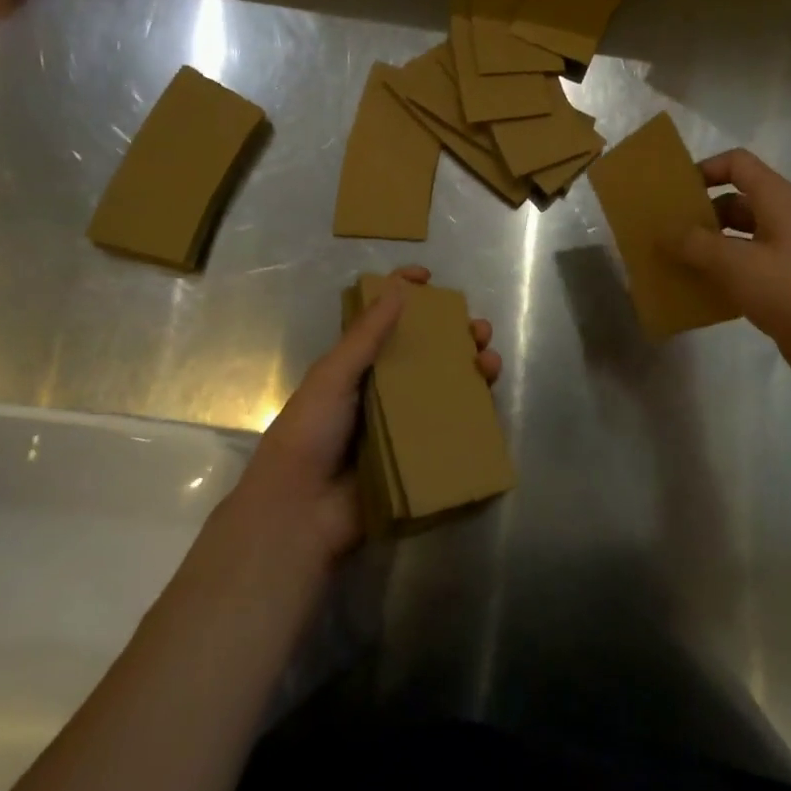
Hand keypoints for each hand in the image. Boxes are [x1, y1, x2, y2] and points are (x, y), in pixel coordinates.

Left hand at [232, 266, 501, 561]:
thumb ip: (365, 336)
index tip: (430, 278)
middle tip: (478, 330)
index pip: (383, 321)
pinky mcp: (419, 456)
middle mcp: (383, 390)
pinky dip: (473, 412)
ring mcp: (404, 424)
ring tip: (489, 362)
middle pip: (425, 353)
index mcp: (357, 367)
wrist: (302, 512)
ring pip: (445, 387)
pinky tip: (489, 401)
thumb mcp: (333, 376)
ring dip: (471, 369)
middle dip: (455, 335)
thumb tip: (398, 288)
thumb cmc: (310, 434)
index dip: (404, 294)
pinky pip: (451, 428)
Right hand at [666, 150, 790, 397]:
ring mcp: (783, 251)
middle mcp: (781, 218)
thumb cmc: (790, 292)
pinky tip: (694, 290)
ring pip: (735, 236)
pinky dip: (719, 272)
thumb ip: (695, 244)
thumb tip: (663, 232)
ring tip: (670, 261)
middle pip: (733, 200)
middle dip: (698, 214)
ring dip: (705, 246)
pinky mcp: (781, 281)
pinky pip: (742, 265)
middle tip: (663, 233)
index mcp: (776, 199)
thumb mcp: (735, 263)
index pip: (737, 163)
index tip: (674, 195)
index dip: (704, 170)